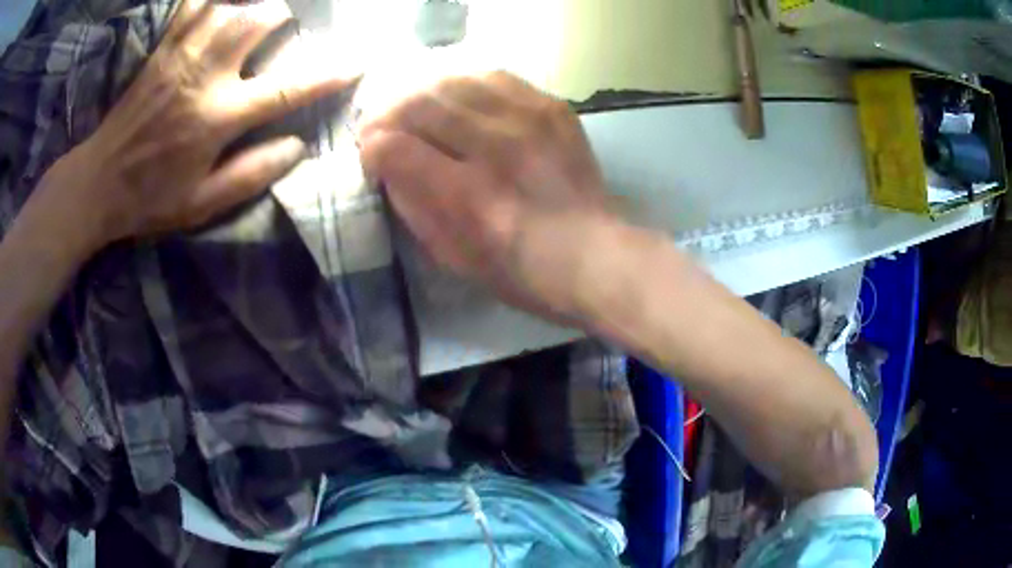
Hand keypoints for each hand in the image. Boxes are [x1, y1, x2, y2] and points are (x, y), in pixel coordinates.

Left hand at [43, 0, 357, 251]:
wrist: (99, 183)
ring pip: (227, 5)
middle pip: (257, 21)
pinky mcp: (162, 50)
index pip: (284, 89)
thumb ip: (250, 175)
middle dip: (281, 16)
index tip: (355, 63)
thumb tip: (297, 147)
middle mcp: (203, 77)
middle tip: (285, 25)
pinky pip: (192, 6)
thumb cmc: (151, 198)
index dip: (326, 75)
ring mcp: (180, 56)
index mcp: (217, 119)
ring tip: (256, 11)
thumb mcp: (202, 204)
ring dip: (250, 3)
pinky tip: (220, 5)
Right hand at [359, 72, 616, 322]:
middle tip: (383, 127)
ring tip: (417, 108)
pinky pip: (495, 76)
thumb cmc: (520, 272)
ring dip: (423, 93)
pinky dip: (466, 83)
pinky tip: (459, 98)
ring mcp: (528, 122)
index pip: (394, 148)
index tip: (372, 157)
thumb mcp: (454, 258)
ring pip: (454, 82)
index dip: (372, 148)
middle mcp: (495, 148)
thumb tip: (389, 166)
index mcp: (467, 197)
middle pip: (420, 104)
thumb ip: (414, 208)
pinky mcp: (551, 108)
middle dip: (387, 114)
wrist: (594, 255)